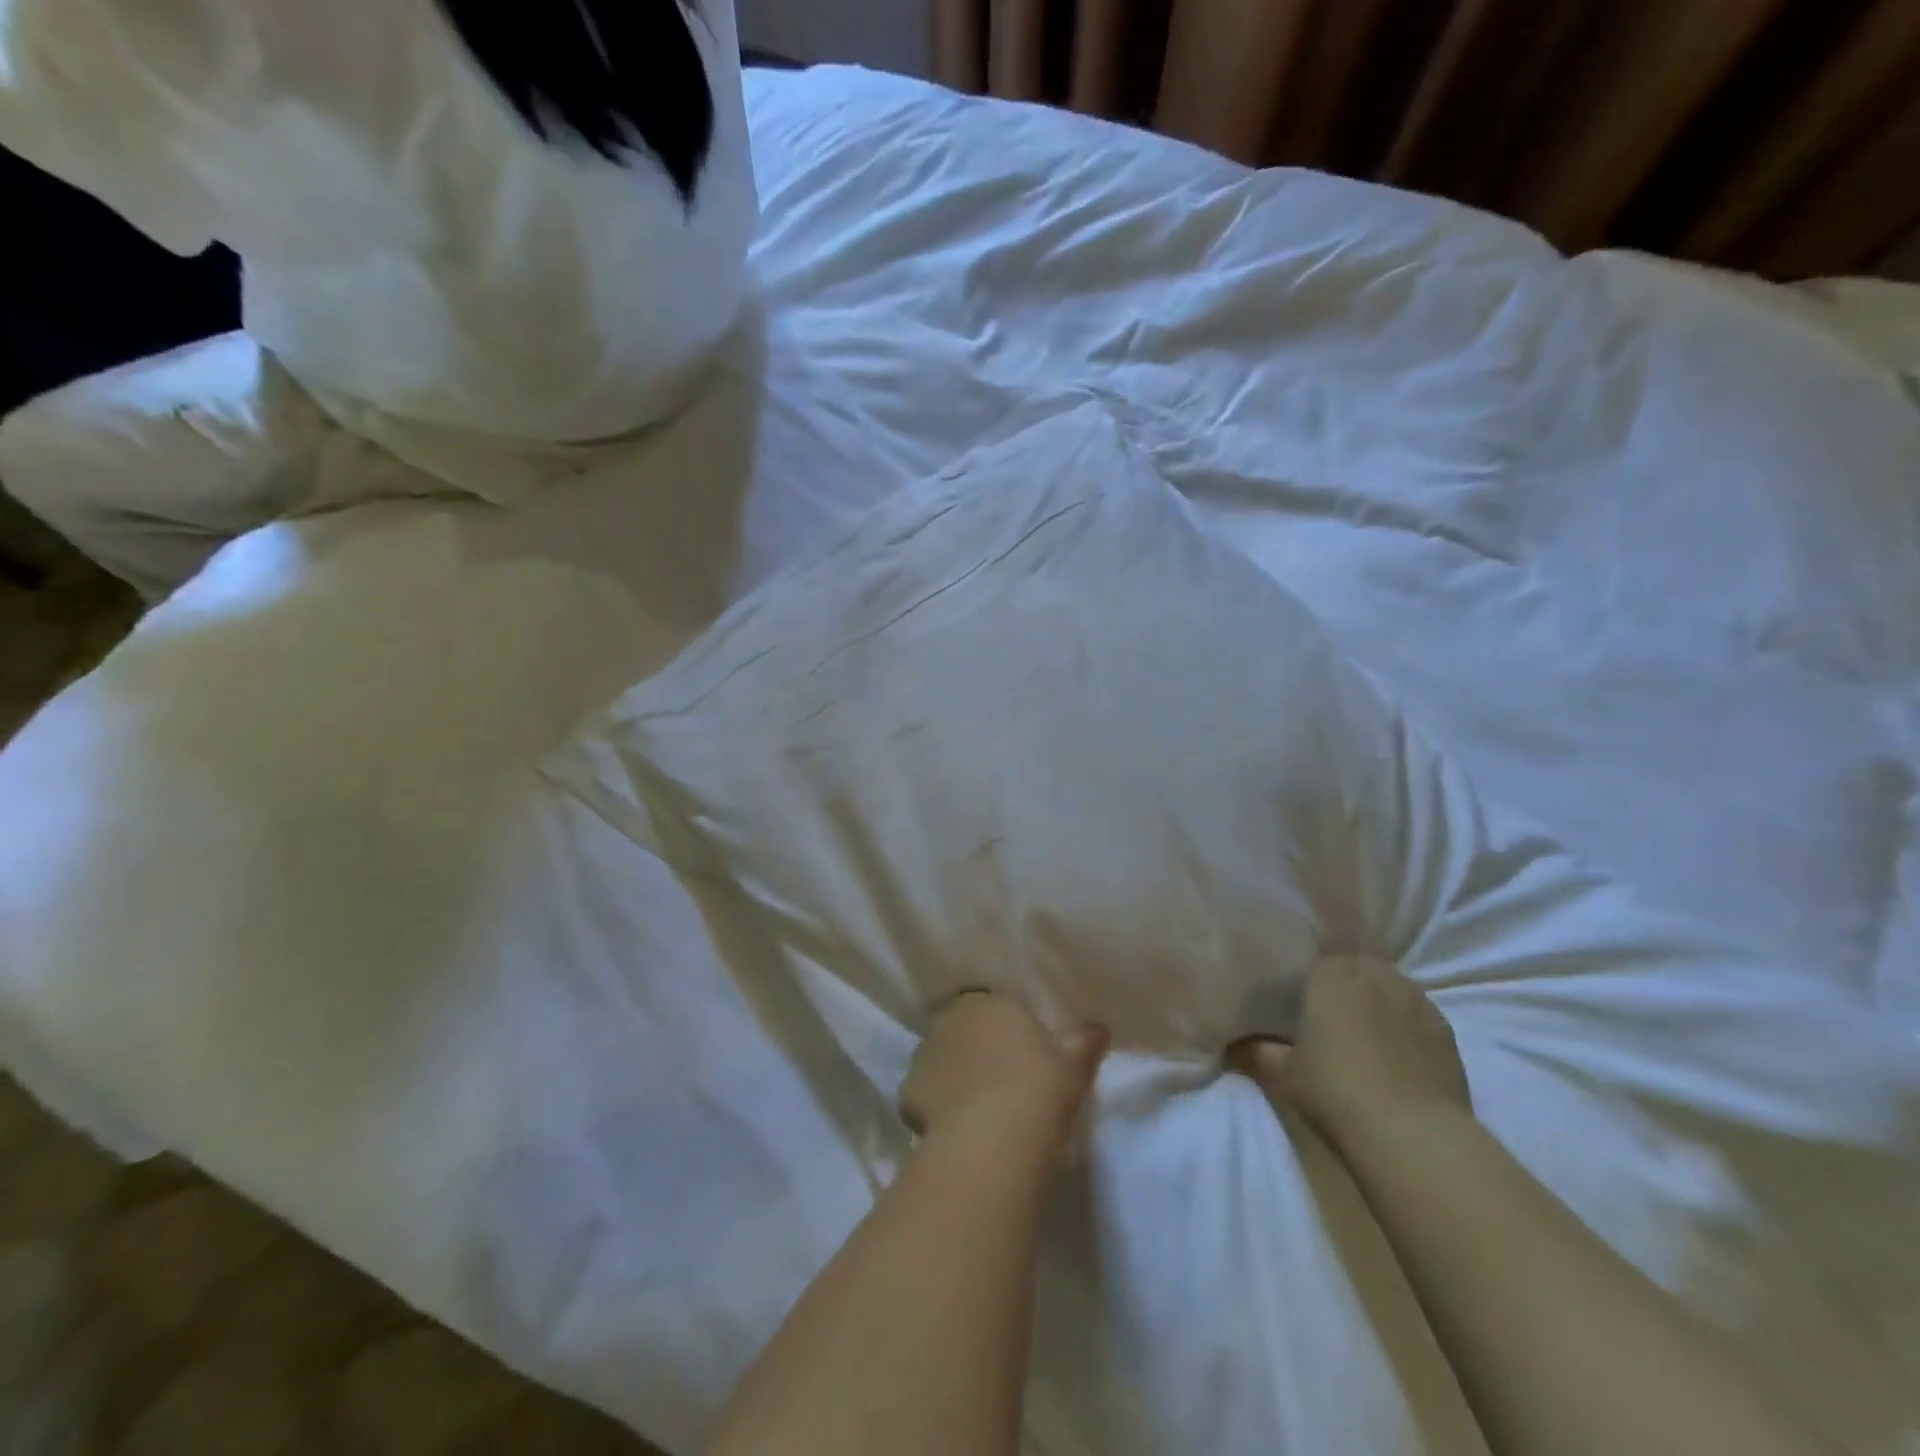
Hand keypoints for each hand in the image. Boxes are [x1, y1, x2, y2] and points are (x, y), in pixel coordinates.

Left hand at [899, 992, 1108, 1156]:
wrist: (992, 1139)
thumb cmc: (1040, 1090)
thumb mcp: (1074, 1067)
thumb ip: (1084, 1042)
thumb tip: (1100, 1027)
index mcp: (993, 1002)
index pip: (998, 1006)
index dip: (1007, 1029)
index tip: (1020, 1053)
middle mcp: (953, 1017)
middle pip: (964, 1027)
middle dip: (975, 1046)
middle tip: (997, 1078)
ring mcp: (925, 1051)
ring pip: (940, 1057)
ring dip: (952, 1073)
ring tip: (974, 1107)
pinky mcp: (906, 1089)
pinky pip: (922, 1092)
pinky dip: (933, 1105)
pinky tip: (953, 1128)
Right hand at [1229, 955, 1470, 1151]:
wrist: (1412, 1133)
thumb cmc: (1335, 1090)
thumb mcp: (1282, 1073)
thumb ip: (1256, 1051)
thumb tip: (1232, 1044)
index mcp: (1331, 973)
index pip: (1317, 954)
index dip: (1310, 974)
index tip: (1301, 993)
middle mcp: (1374, 973)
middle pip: (1355, 965)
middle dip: (1344, 982)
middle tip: (1329, 1011)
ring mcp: (1415, 998)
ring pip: (1389, 985)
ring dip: (1376, 999)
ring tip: (1364, 1030)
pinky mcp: (1445, 1027)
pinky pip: (1416, 1013)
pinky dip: (1405, 1023)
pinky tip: (1397, 1052)